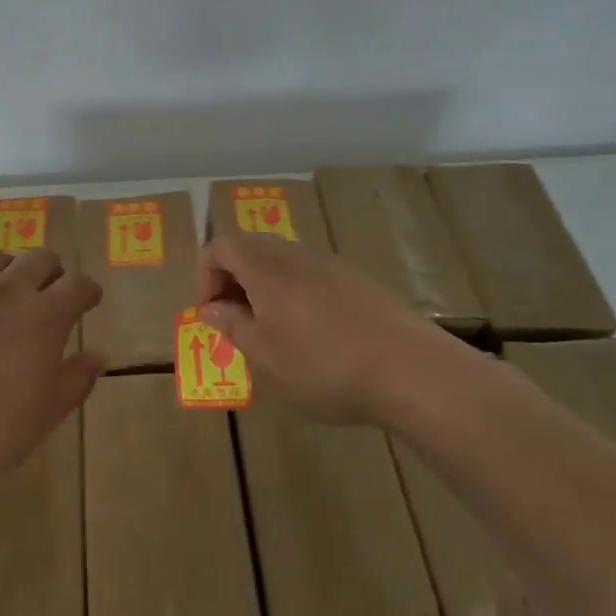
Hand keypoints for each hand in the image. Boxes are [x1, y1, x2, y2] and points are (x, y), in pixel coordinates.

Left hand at [0, 250, 103, 494]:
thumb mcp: (44, 416)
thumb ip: (76, 380)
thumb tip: (97, 355)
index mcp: (43, 317)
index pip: (78, 284)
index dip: (87, 291)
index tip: (87, 303)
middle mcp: (5, 291)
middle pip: (40, 259)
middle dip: (52, 274)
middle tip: (47, 297)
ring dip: (8, 273)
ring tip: (3, 298)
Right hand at [197, 231, 477, 425]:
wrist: (410, 369)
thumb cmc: (324, 365)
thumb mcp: (265, 355)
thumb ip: (232, 326)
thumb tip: (211, 307)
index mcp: (267, 268)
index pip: (221, 246)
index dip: (205, 275)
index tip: (210, 315)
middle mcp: (296, 255)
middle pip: (251, 249)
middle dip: (233, 281)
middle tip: (235, 323)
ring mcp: (331, 265)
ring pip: (282, 264)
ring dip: (264, 290)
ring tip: (272, 335)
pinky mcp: (358, 282)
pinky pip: (312, 277)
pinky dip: (296, 297)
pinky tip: (314, 338)